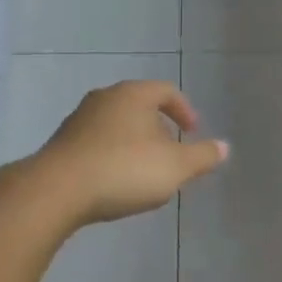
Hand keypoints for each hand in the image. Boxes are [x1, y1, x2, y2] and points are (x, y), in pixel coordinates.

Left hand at [30, 81, 228, 225]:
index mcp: (133, 95)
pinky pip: (97, 143)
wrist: (57, 190)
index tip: (193, 132)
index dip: (184, 110)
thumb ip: (202, 157)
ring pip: (117, 125)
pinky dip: (112, 155)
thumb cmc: (124, 170)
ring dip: (134, 143)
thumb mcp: (175, 167)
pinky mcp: (62, 143)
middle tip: (171, 154)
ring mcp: (79, 120)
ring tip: (144, 171)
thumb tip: (224, 147)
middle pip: (139, 106)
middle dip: (159, 129)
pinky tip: (115, 181)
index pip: (166, 91)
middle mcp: (104, 98)